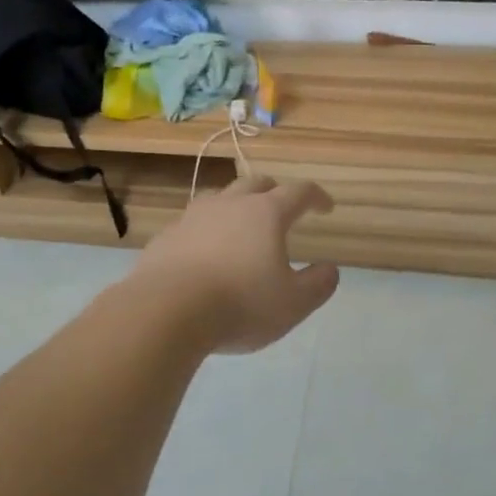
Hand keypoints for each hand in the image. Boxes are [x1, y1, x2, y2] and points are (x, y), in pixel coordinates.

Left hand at [129, 175, 340, 352]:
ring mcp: (193, 216)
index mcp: (266, 213)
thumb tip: (329, 269)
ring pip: (220, 197)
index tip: (326, 207)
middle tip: (283, 209)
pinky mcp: (167, 236)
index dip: (316, 197)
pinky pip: (193, 223)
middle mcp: (229, 204)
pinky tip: (205, 251)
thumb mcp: (293, 303)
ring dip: (237, 205)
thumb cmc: (240, 304)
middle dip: (275, 192)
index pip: (299, 192)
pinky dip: (207, 230)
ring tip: (242, 225)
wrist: (165, 311)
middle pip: (256, 184)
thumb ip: (318, 284)